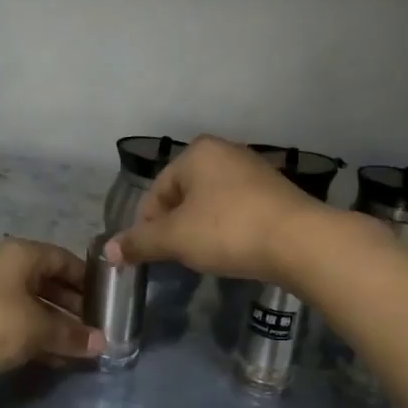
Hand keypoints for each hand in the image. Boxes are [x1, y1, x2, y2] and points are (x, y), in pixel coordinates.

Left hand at [0, 238, 104, 378]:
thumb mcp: (38, 329)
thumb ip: (71, 335)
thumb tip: (102, 344)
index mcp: (23, 254)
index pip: (65, 259)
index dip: (88, 280)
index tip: (108, 302)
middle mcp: (7, 265)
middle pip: (50, 282)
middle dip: (74, 307)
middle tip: (96, 329)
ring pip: (34, 304)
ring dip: (56, 324)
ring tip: (80, 348)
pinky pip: (18, 320)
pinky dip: (37, 334)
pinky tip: (54, 357)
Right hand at [106, 135, 326, 285]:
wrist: (300, 241)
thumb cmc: (228, 230)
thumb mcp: (176, 238)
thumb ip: (140, 242)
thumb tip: (107, 250)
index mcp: (197, 153)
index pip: (157, 192)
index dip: (148, 226)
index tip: (151, 255)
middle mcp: (225, 152)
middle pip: (184, 195)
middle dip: (176, 226)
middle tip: (178, 256)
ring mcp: (254, 170)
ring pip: (211, 202)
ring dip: (202, 228)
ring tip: (205, 255)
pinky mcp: (276, 191)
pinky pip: (238, 209)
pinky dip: (228, 228)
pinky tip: (234, 249)